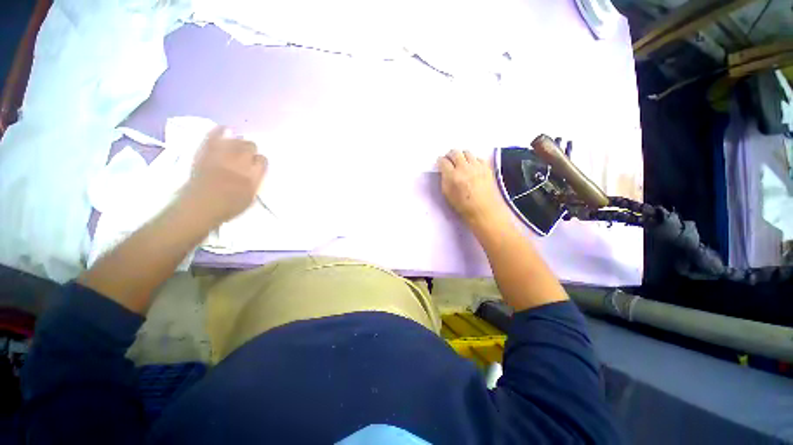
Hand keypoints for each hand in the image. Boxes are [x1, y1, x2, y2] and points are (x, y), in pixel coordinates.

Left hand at [181, 126, 266, 226]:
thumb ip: (256, 182)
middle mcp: (239, 163)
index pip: (262, 160)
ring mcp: (221, 156)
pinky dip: (220, 130)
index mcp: (252, 177)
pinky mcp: (205, 152)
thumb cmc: (227, 207)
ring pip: (235, 140)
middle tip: (246, 155)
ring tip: (236, 146)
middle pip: (250, 146)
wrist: (198, 207)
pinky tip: (225, 129)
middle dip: (250, 149)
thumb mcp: (250, 198)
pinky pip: (214, 136)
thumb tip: (257, 172)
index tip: (257, 164)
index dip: (260, 161)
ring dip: (238, 141)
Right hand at [438, 150, 510, 229]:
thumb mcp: (447, 194)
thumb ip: (444, 180)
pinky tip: (472, 166)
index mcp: (452, 176)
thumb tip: (444, 171)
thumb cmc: (463, 206)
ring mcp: (477, 166)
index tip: (440, 163)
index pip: (443, 161)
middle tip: (449, 160)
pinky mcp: (487, 167)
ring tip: (461, 162)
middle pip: (455, 152)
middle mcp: (464, 167)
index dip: (440, 161)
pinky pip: (478, 157)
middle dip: (450, 155)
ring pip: (467, 152)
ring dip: (462, 155)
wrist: (484, 210)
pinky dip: (473, 160)